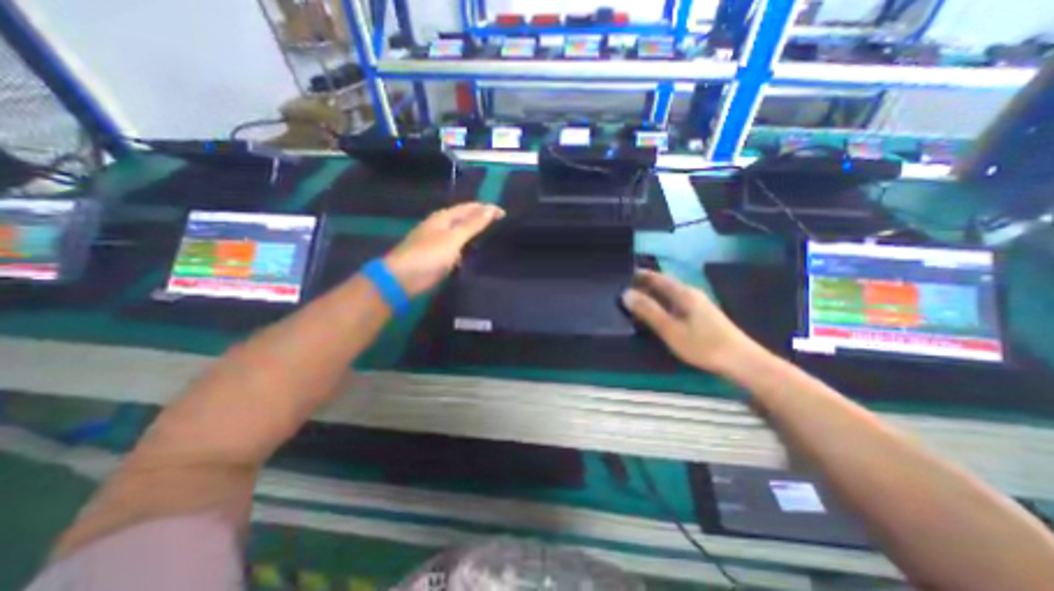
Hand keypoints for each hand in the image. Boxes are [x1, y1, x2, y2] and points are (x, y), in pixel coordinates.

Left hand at [383, 200, 506, 294]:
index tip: (504, 213)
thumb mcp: (453, 238)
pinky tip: (475, 253)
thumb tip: (490, 209)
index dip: (486, 209)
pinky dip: (467, 249)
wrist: (403, 279)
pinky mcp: (438, 257)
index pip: (469, 208)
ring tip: (491, 236)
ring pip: (460, 234)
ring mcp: (438, 242)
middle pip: (464, 219)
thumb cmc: (429, 255)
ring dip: (474, 234)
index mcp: (443, 218)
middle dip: (481, 219)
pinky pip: (457, 248)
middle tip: (500, 224)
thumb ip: (472, 224)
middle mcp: (441, 227)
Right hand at [620, 267, 767, 372]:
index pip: (658, 278)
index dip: (642, 275)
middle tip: (627, 289)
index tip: (626, 275)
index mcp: (683, 293)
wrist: (741, 361)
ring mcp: (698, 305)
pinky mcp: (702, 316)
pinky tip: (658, 314)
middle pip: (665, 284)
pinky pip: (676, 304)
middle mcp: (691, 294)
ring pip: (671, 295)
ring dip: (654, 295)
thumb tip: (626, 294)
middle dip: (646, 285)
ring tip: (638, 301)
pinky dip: (663, 305)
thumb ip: (648, 311)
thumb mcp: (670, 329)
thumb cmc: (703, 345)